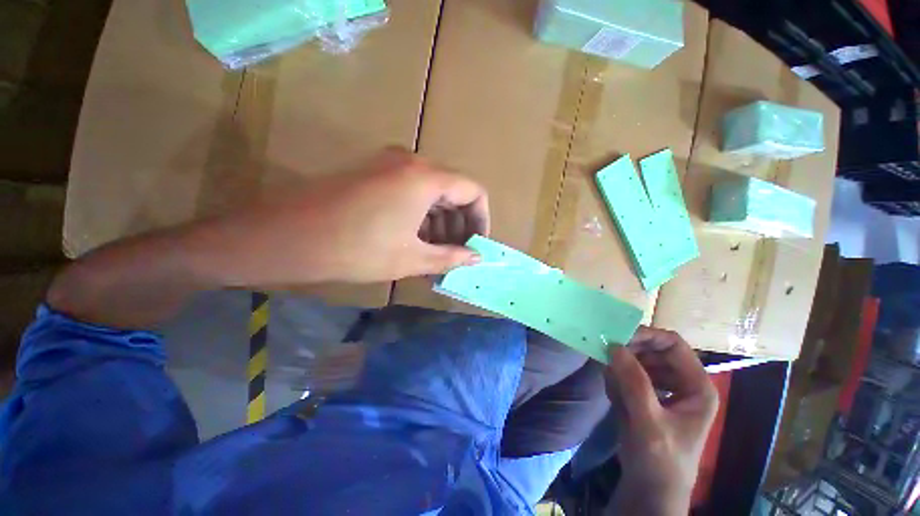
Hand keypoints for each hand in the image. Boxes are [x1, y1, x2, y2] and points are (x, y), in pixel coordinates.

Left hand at [192, 147, 489, 284]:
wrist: (286, 237)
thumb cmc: (356, 249)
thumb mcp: (411, 258)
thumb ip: (451, 257)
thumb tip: (477, 258)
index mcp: (426, 178)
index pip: (473, 191)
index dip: (481, 220)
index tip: (477, 245)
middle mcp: (411, 162)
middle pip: (453, 191)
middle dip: (460, 224)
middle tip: (458, 254)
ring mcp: (389, 165)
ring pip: (432, 193)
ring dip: (441, 223)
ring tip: (438, 254)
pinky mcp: (374, 173)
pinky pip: (412, 193)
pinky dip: (422, 216)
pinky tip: (418, 241)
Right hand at [604, 327, 717, 514]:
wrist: (649, 489)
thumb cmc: (660, 460)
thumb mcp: (649, 422)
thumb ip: (634, 383)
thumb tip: (614, 346)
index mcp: (696, 385)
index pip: (672, 344)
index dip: (646, 336)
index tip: (617, 338)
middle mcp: (682, 382)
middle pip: (653, 349)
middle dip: (629, 354)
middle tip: (607, 359)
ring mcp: (663, 388)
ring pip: (637, 360)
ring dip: (621, 370)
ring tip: (614, 390)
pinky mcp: (647, 395)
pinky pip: (627, 374)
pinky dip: (617, 381)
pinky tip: (616, 400)